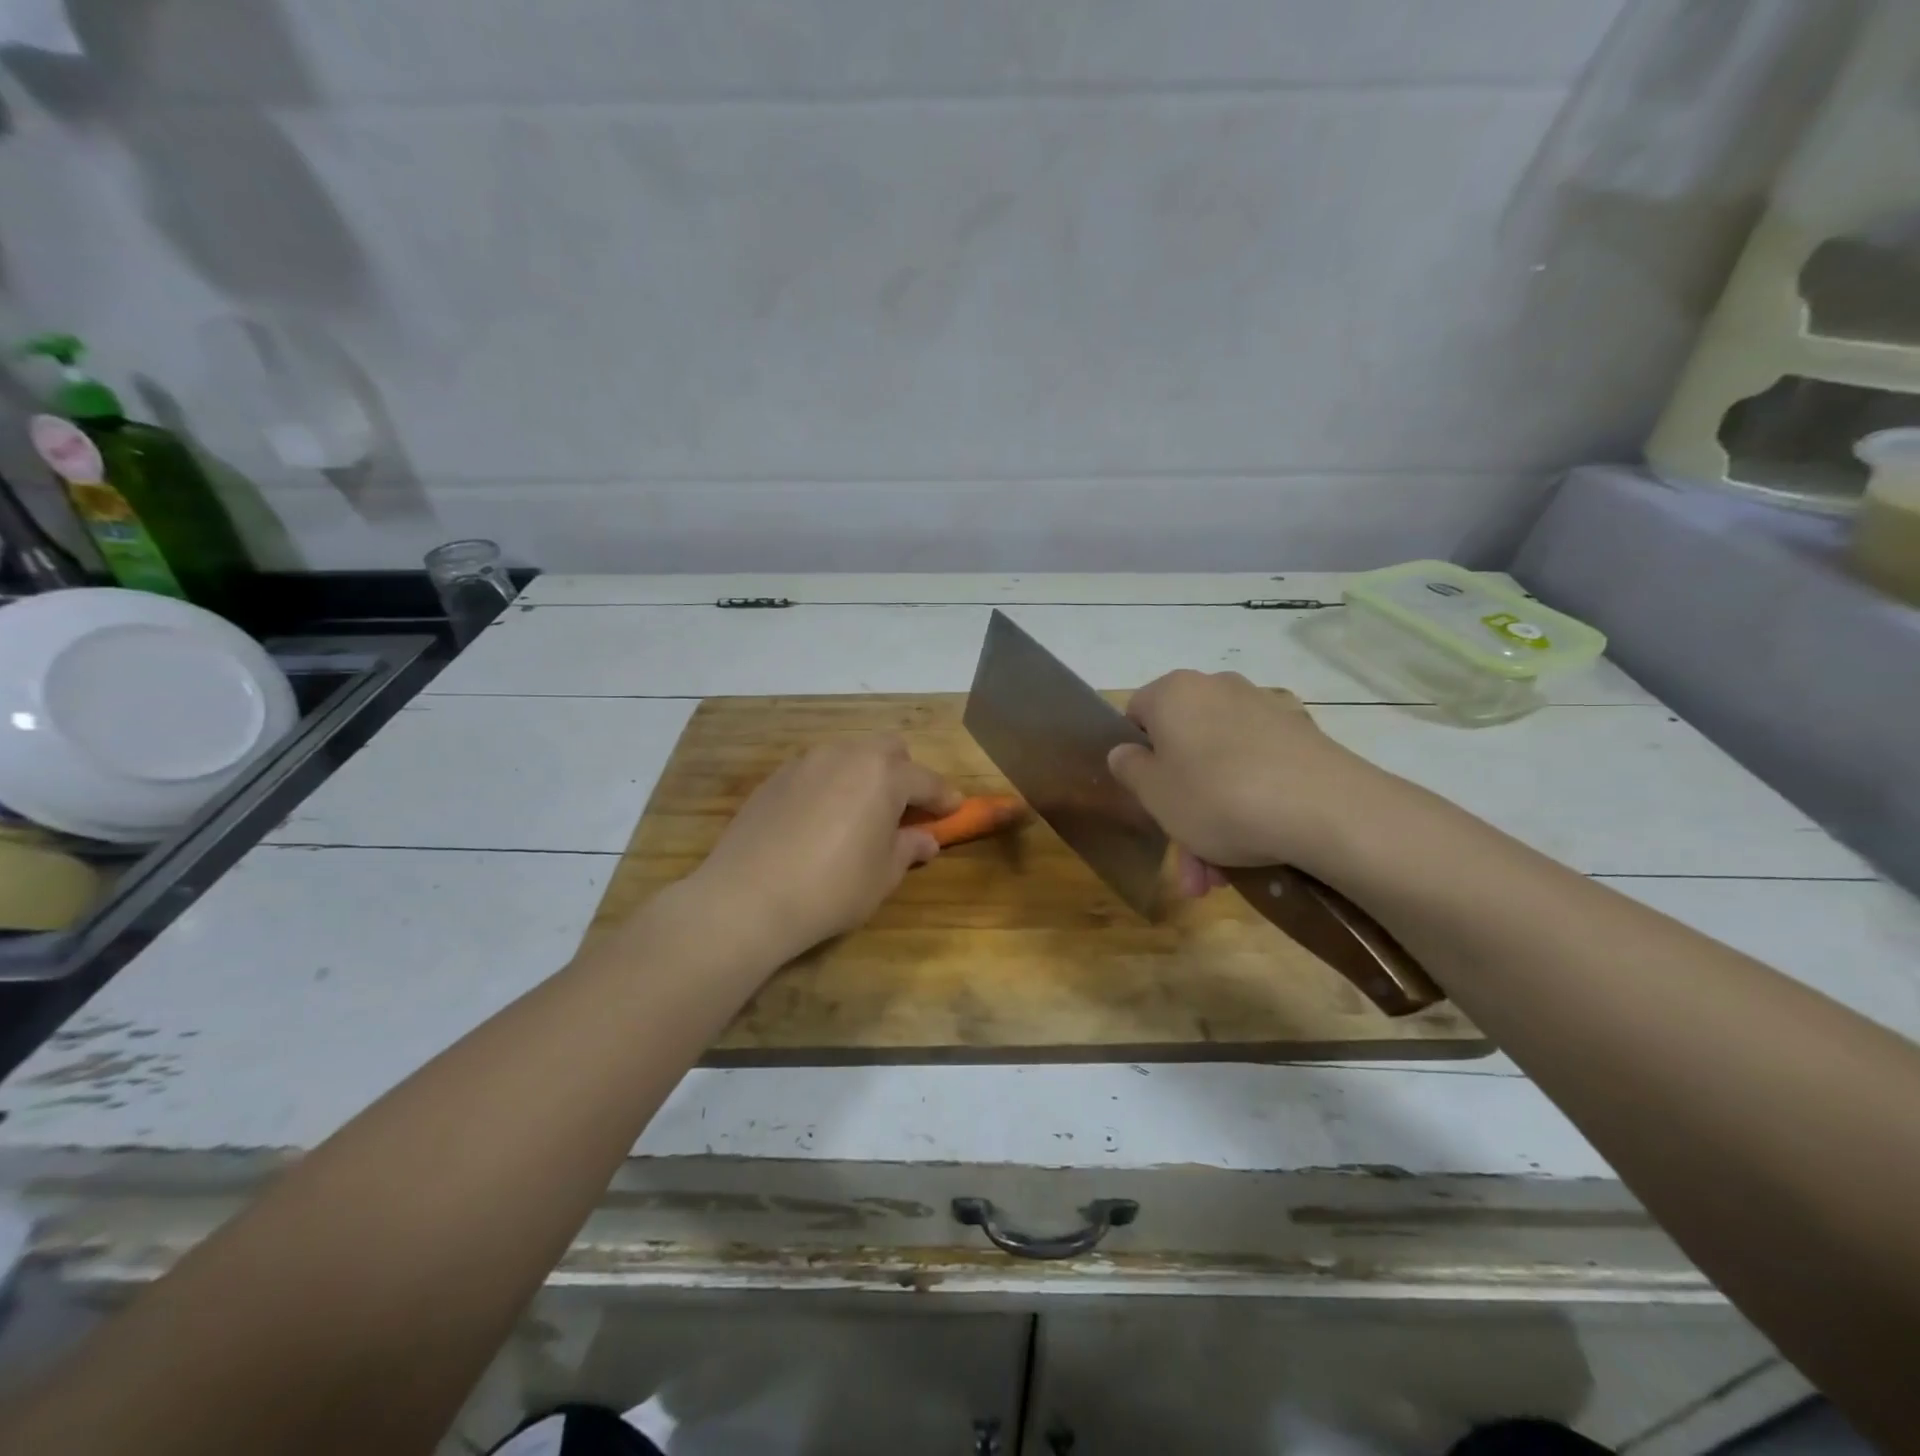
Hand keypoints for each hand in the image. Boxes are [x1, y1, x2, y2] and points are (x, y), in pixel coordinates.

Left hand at [685, 735, 962, 962]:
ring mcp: (806, 762)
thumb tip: (925, 839)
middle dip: (904, 773)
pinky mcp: (775, 778)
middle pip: (888, 749)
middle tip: (904, 809)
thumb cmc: (831, 889)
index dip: (945, 797)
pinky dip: (831, 785)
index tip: (955, 810)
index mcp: (883, 775)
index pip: (926, 780)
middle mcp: (846, 756)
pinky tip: (821, 820)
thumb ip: (908, 849)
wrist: (747, 897)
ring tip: (860, 814)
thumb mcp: (882, 876)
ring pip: (849, 755)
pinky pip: (816, 771)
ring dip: (865, 775)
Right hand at [1106, 670, 1388, 891]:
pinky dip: (1249, 807)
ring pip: (1220, 769)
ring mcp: (1265, 711)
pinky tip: (1254, 852)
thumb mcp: (1154, 793)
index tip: (1145, 799)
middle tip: (1184, 863)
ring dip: (1211, 823)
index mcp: (1174, 692)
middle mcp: (1218, 688)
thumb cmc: (1216, 796)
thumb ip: (1129, 768)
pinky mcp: (1302, 737)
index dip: (1135, 759)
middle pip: (1183, 750)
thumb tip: (1126, 751)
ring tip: (1217, 879)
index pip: (1136, 715)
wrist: (1325, 810)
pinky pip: (1257, 771)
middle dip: (1178, 810)